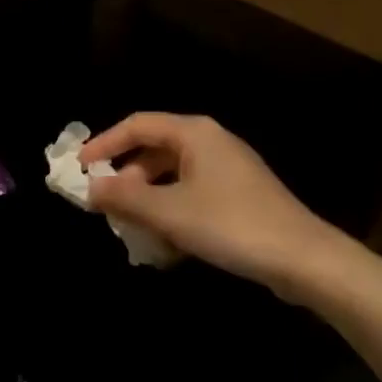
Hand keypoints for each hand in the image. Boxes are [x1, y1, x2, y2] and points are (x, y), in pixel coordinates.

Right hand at [82, 113, 346, 295]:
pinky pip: (192, 193)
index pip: (138, 124)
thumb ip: (126, 197)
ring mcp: (227, 167)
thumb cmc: (231, 225)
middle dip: (127, 177)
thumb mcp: (171, 213)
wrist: (303, 257)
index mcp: (193, 132)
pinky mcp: (238, 194)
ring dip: (149, 199)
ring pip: (173, 174)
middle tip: (104, 206)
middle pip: (155, 148)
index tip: (78, 167)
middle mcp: (210, 140)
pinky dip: (173, 210)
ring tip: (133, 229)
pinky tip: (168, 243)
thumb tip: (90, 186)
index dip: (105, 143)